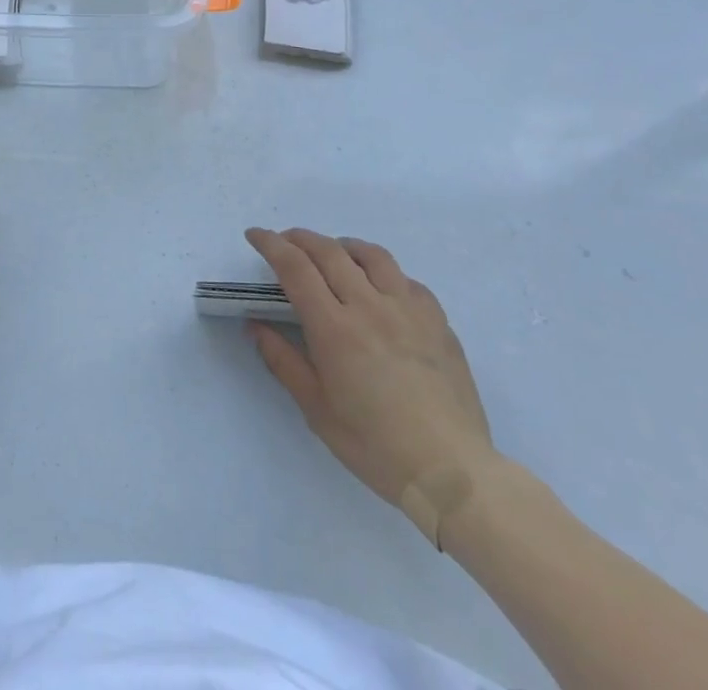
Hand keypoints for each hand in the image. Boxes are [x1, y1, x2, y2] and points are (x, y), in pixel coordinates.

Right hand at [245, 228, 495, 513]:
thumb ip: (283, 361)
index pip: (295, 267)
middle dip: (300, 238)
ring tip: (333, 253)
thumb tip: (255, 325)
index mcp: (334, 328)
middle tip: (285, 242)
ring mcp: (408, 309)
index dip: (270, 244)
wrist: (452, 472)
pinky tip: (380, 288)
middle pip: (329, 251)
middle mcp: (369, 306)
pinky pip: (407, 280)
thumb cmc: (375, 446)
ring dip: (343, 246)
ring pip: (371, 255)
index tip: (255, 235)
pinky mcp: (437, 321)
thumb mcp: (316, 410)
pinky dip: (384, 273)